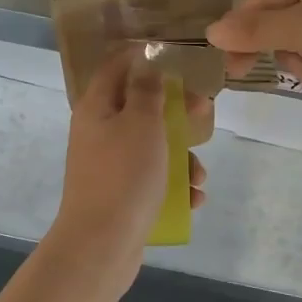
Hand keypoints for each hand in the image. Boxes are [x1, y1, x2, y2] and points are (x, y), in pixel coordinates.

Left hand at [53, 47, 210, 275]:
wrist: (101, 246)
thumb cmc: (124, 175)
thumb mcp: (141, 123)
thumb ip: (147, 91)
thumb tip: (146, 65)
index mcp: (96, 107)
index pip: (116, 67)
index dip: (142, 57)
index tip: (174, 56)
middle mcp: (99, 132)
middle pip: (140, 107)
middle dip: (176, 110)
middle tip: (204, 111)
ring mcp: (109, 166)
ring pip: (152, 146)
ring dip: (181, 156)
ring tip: (199, 175)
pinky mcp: (121, 195)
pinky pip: (152, 179)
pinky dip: (174, 186)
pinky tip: (193, 199)